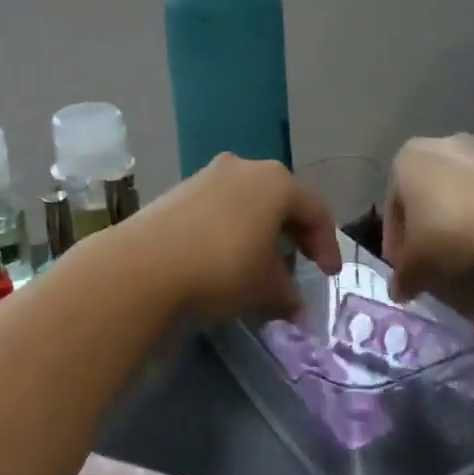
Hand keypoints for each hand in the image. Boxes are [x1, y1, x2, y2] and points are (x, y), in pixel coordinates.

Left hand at [115, 155, 341, 319]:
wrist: (145, 265)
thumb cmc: (223, 268)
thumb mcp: (265, 288)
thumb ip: (287, 294)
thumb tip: (295, 307)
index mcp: (276, 182)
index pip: (315, 210)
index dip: (327, 245)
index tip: (328, 275)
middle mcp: (244, 167)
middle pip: (280, 200)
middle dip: (293, 234)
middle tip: (300, 263)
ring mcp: (207, 175)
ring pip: (247, 202)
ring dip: (259, 231)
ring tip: (260, 264)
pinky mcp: (178, 190)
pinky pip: (218, 208)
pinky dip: (230, 229)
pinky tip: (224, 257)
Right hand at [383, 135, 473, 300]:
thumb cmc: (452, 232)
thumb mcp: (418, 264)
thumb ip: (405, 276)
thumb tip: (400, 291)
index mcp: (407, 160)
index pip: (393, 207)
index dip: (397, 243)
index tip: (407, 270)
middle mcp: (443, 145)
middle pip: (430, 191)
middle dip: (431, 224)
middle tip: (437, 262)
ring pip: (468, 185)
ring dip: (467, 212)